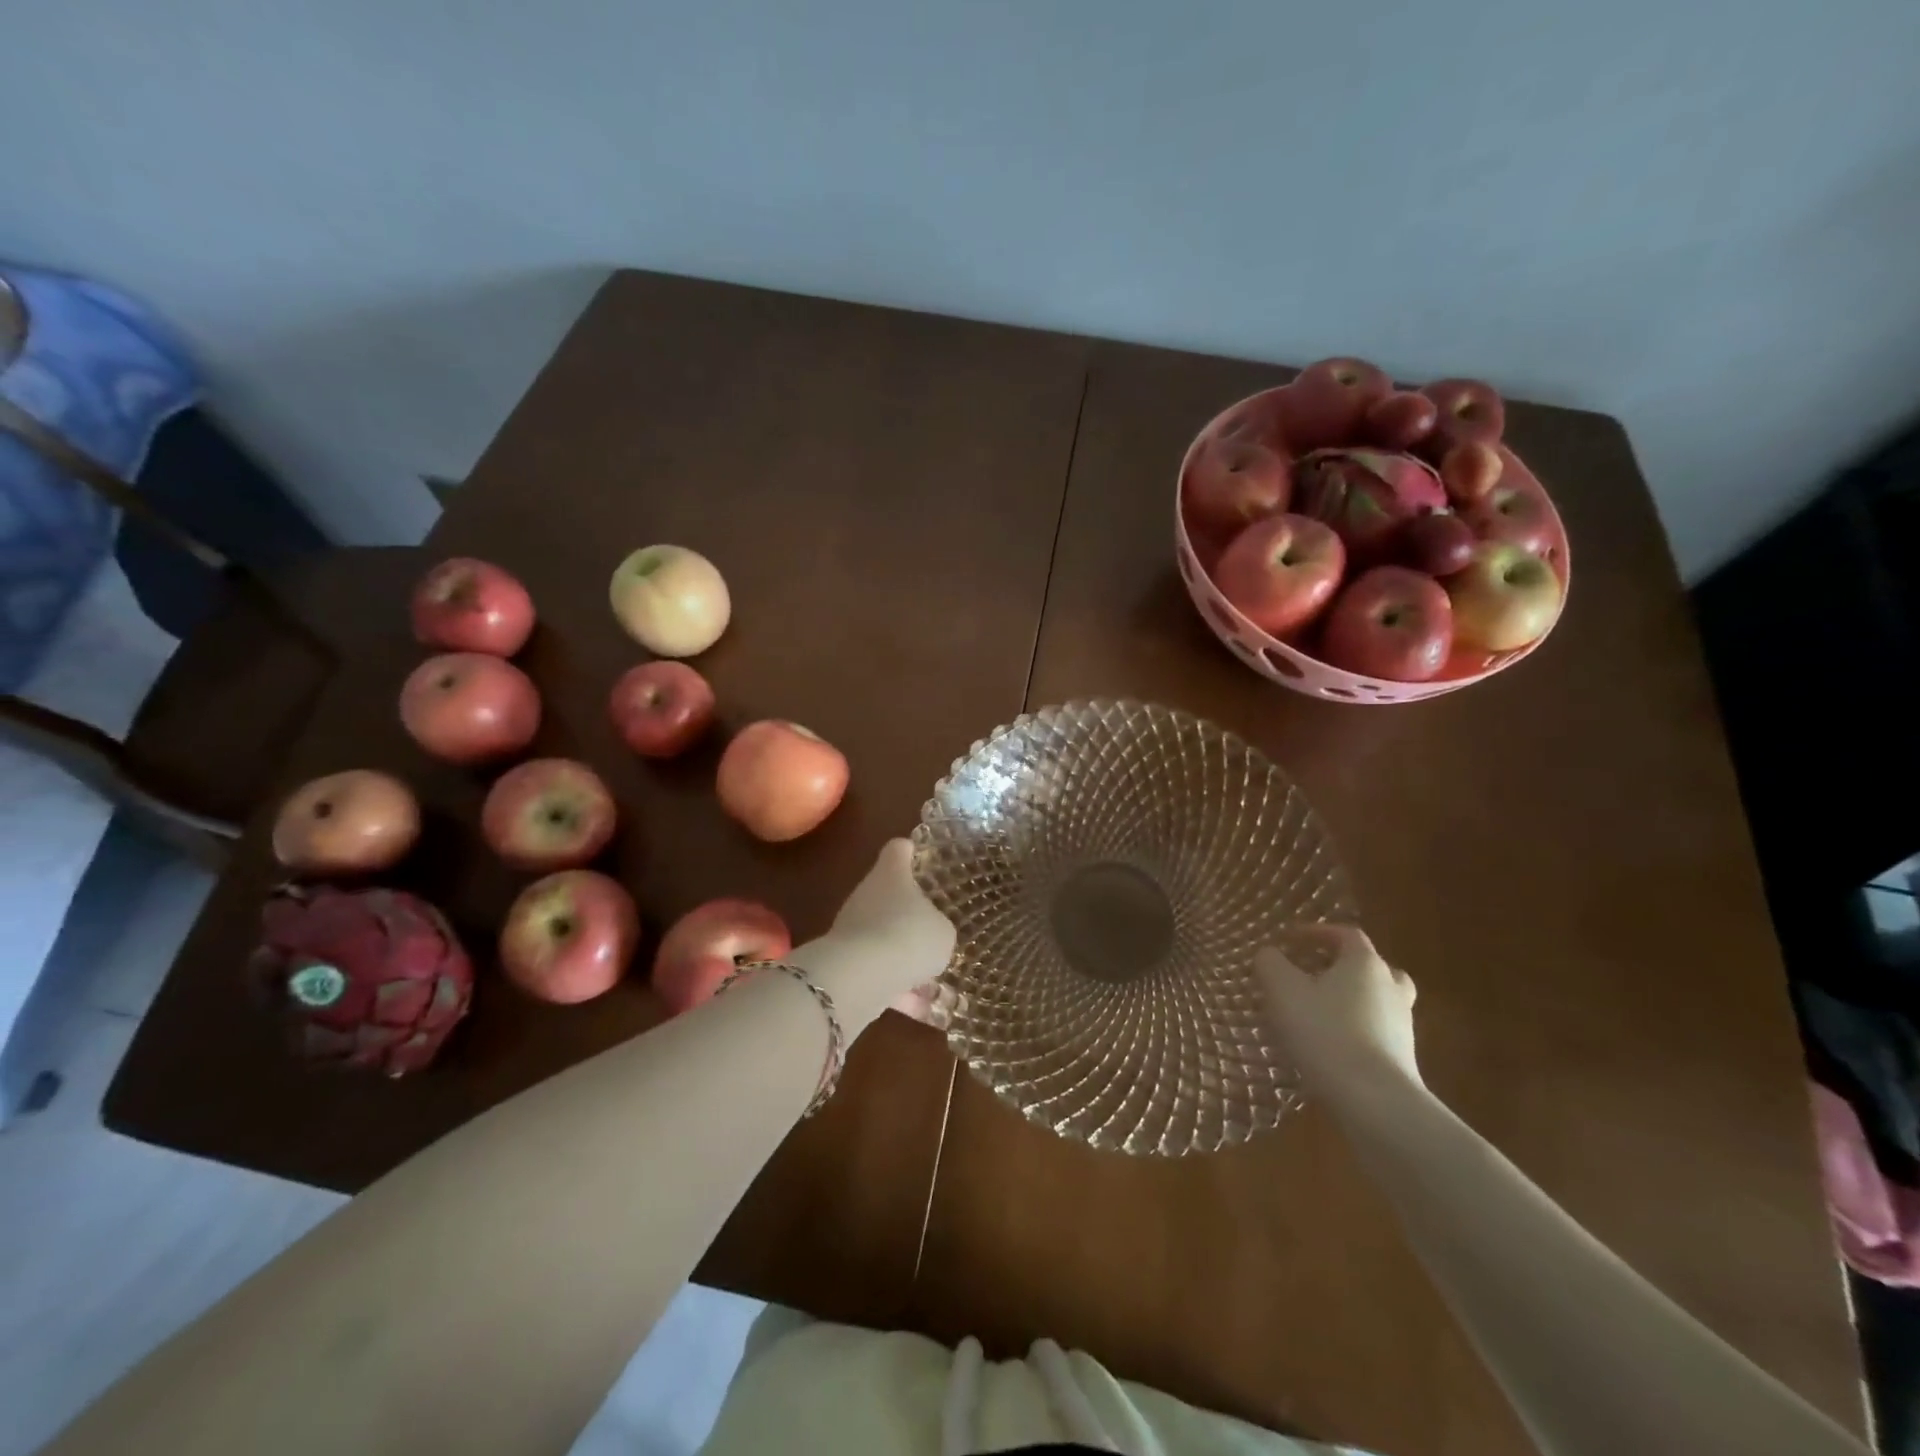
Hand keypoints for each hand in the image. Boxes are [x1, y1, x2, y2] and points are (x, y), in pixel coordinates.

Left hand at [805, 839, 955, 1026]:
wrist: (861, 976)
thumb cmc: (909, 935)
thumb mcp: (943, 932)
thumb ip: (939, 928)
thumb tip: (931, 933)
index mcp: (891, 875)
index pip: (898, 850)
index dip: (911, 850)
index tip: (921, 855)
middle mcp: (868, 896)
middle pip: (889, 895)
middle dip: (910, 913)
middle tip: (936, 926)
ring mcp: (853, 930)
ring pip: (885, 938)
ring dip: (905, 957)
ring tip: (936, 980)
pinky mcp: (847, 965)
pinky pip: (880, 974)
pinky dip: (899, 990)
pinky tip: (925, 1012)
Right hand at [1255, 924, 1420, 1098]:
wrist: (1376, 1102)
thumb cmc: (1326, 1032)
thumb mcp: (1283, 990)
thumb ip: (1270, 963)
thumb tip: (1269, 954)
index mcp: (1365, 963)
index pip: (1345, 934)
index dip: (1316, 932)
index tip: (1290, 940)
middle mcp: (1390, 988)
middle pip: (1369, 966)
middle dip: (1340, 967)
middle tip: (1312, 974)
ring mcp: (1402, 1025)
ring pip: (1375, 1000)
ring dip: (1348, 1000)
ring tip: (1314, 1013)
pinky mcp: (1402, 1058)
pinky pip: (1375, 1031)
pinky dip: (1353, 1030)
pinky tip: (1326, 1045)